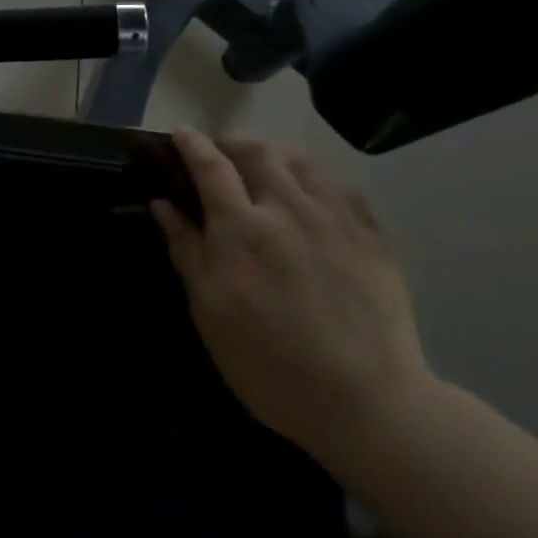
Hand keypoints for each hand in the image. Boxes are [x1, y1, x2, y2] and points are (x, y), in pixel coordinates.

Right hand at [150, 129, 434, 469]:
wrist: (367, 404)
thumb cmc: (269, 363)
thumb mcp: (209, 313)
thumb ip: (187, 251)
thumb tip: (163, 204)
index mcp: (241, 228)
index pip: (211, 167)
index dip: (192, 145)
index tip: (180, 133)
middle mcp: (289, 210)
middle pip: (259, 153)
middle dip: (233, 144)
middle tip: (221, 155)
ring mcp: (337, 221)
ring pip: (303, 163)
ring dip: (275, 155)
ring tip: (265, 168)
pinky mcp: (373, 239)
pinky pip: (342, 188)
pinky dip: (317, 180)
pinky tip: (312, 196)